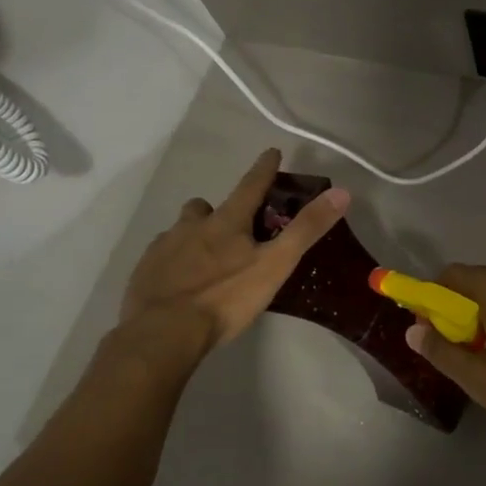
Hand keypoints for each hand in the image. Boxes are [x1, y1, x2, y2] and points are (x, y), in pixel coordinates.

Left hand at [120, 149, 348, 349]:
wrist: (163, 333)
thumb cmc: (225, 298)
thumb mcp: (275, 265)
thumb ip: (306, 230)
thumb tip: (341, 192)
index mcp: (226, 222)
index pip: (250, 186)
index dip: (264, 169)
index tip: (271, 153)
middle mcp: (192, 226)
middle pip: (204, 207)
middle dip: (217, 211)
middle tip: (231, 229)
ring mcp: (164, 248)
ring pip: (180, 231)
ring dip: (193, 236)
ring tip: (205, 260)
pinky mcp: (144, 272)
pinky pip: (161, 257)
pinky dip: (173, 262)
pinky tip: (180, 283)